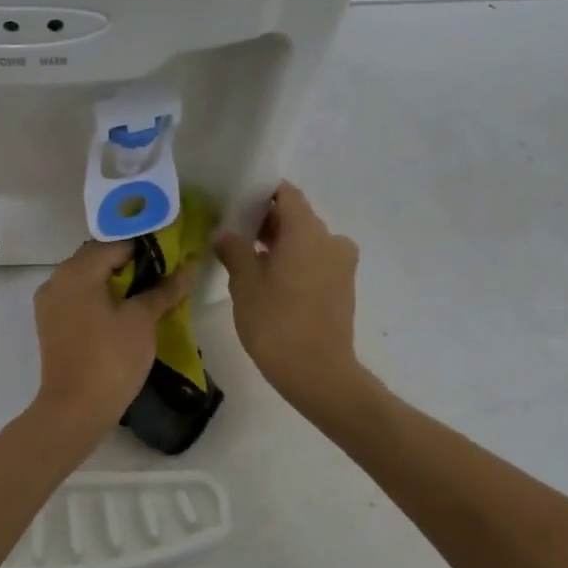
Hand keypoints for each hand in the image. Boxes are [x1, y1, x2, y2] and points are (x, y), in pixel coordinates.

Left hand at [31, 239, 193, 435]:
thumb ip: (164, 289)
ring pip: (88, 278)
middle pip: (99, 257)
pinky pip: (79, 297)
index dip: (147, 246)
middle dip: (132, 263)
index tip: (173, 254)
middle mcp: (57, 278)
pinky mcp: (51, 323)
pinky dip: (101, 297)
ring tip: (149, 293)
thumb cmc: (111, 359)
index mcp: (77, 270)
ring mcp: (50, 302)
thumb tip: (188, 268)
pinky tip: (125, 311)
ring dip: (117, 280)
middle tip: (165, 274)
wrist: (74, 410)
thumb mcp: (142, 320)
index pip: (117, 243)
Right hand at [213, 182, 363, 414]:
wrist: (319, 374)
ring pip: (306, 241)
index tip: (236, 202)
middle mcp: (330, 240)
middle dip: (266, 221)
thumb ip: (234, 250)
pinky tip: (268, 280)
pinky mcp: (343, 287)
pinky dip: (294, 262)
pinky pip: (315, 261)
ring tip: (246, 258)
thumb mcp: (245, 284)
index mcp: (307, 231)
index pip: (286, 194)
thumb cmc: (277, 323)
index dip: (260, 193)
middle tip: (233, 232)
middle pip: (297, 217)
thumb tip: (224, 233)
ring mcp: (341, 264)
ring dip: (280, 244)